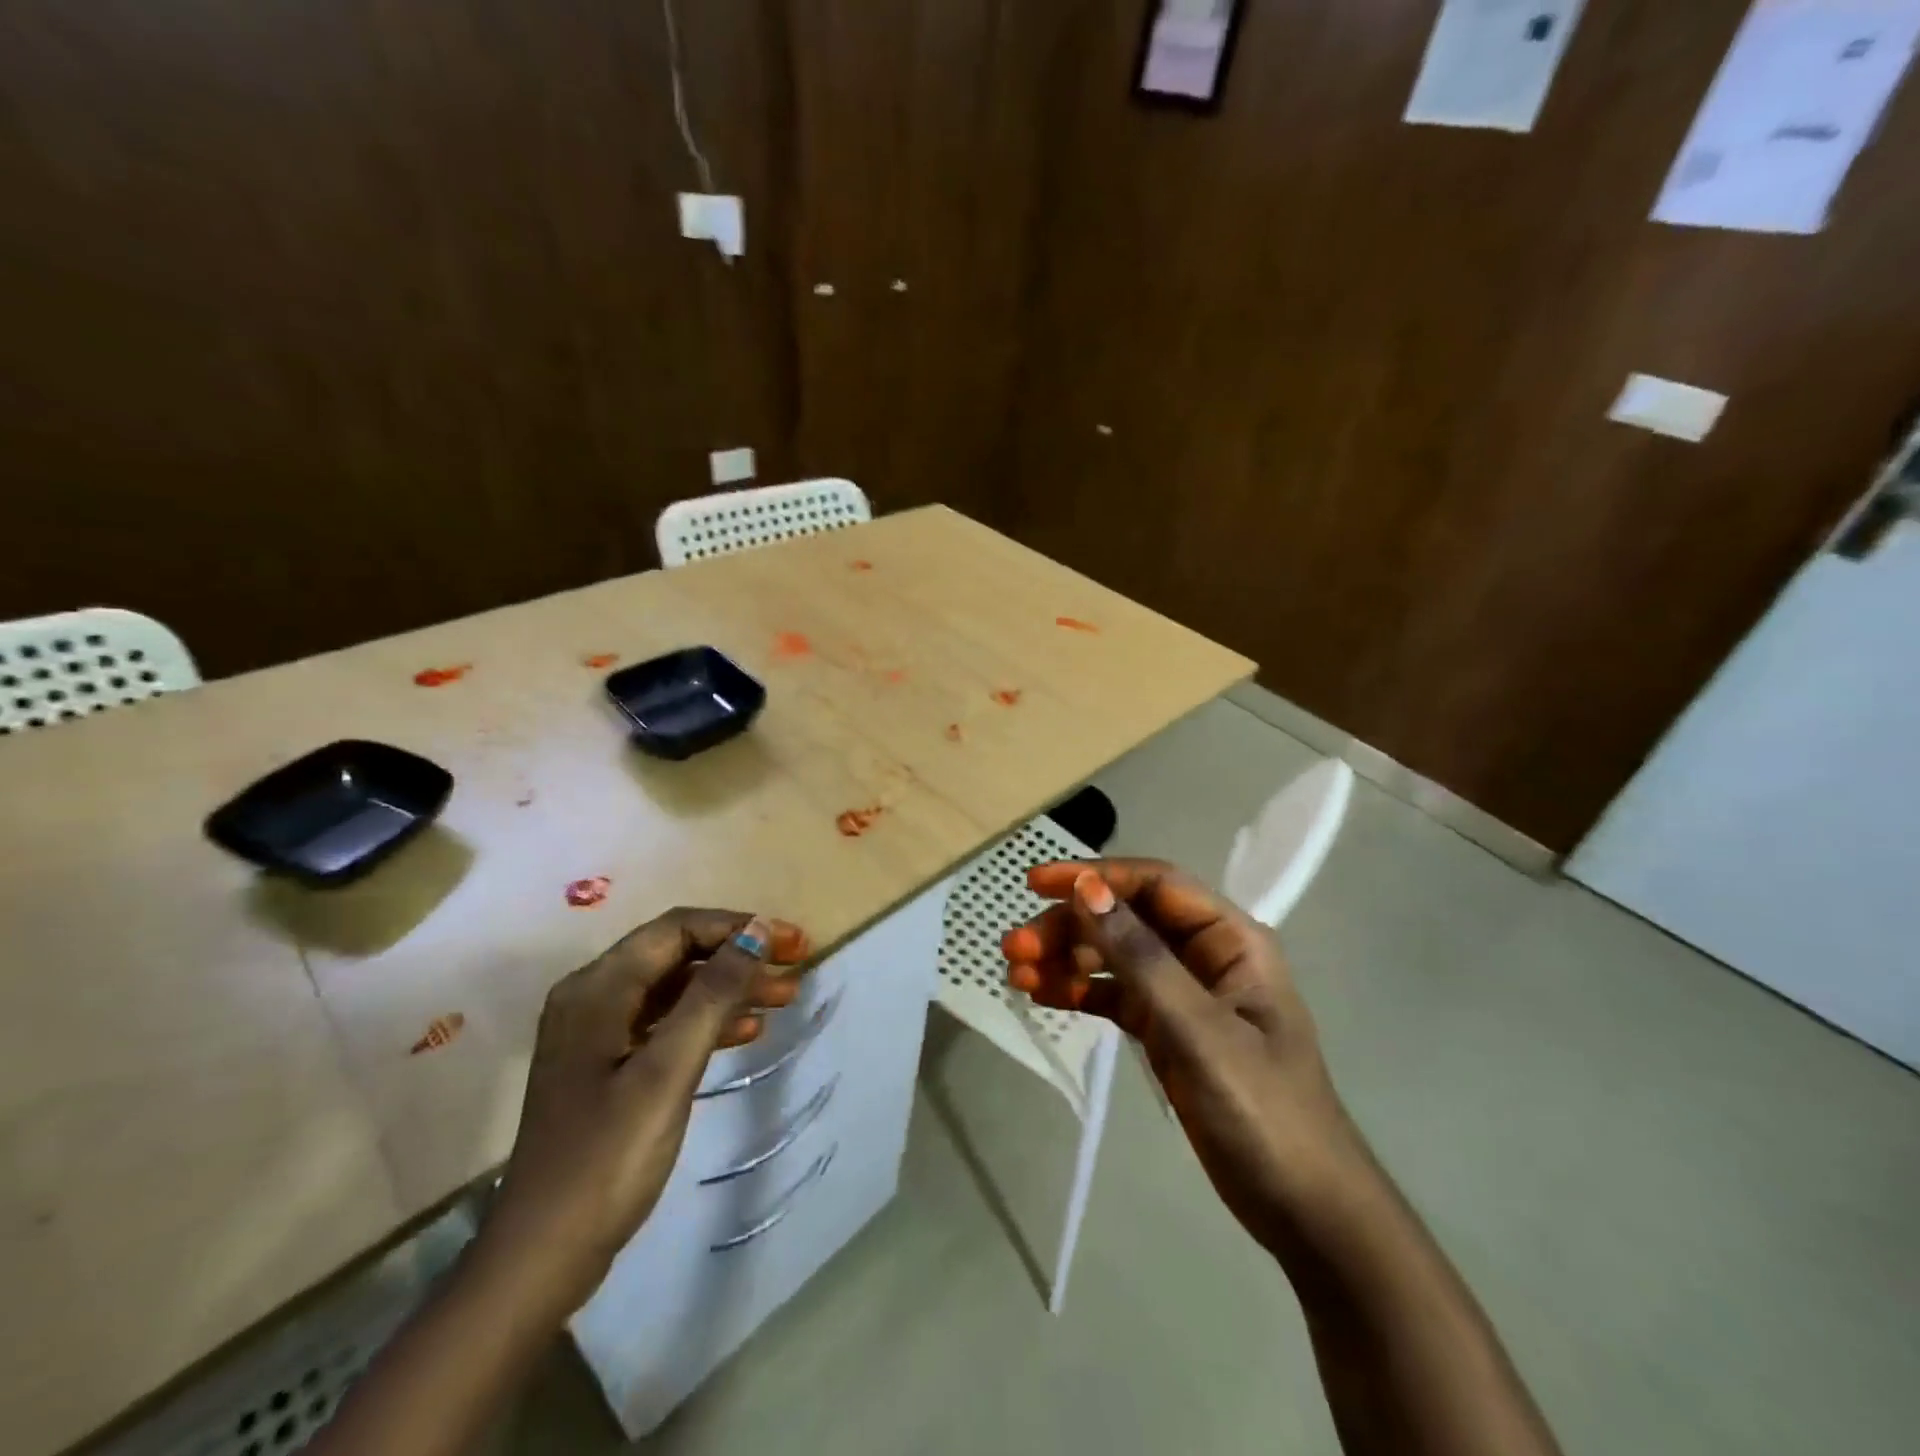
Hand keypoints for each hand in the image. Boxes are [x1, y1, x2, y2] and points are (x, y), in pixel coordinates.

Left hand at [479, 908, 810, 1316]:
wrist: (542, 1258)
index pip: (678, 929)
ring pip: (676, 988)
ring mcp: (598, 1033)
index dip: (739, 927)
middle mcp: (594, 996)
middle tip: (796, 966)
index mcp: (599, 988)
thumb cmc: (607, 1158)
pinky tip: (748, 1031)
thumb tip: (757, 931)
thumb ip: (714, 994)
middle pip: (678, 954)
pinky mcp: (607, 1065)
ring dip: (730, 987)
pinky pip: (666, 1023)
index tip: (791, 942)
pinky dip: (708, 1020)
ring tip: (786, 997)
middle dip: (739, 955)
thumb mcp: (669, 1071)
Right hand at [1003, 859, 1358, 1251]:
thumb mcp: (1198, 1030)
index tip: (1036, 883)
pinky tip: (1041, 995)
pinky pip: (1115, 995)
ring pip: (1114, 956)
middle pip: (1125, 918)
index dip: (1094, 876)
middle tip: (1015, 948)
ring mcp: (1184, 993)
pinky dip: (1078, 991)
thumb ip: (1141, 957)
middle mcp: (1205, 955)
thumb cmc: (1263, 1112)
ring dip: (1066, 958)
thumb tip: (1086, 890)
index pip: (1154, 885)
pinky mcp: (1167, 1030)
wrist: (1305, 1210)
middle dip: (1069, 927)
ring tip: (1016, 973)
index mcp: (1229, 939)